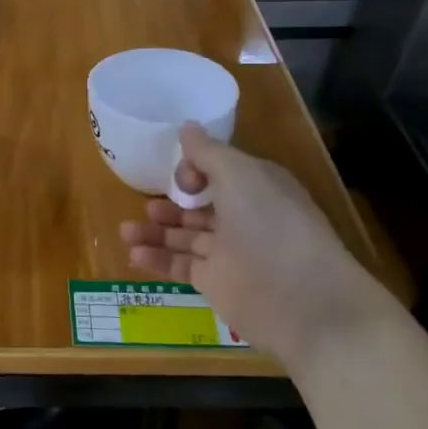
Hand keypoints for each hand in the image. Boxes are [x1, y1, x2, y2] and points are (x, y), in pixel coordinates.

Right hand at [120, 123, 374, 363]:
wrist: (302, 301)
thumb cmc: (272, 225)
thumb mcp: (239, 174)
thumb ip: (207, 152)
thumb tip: (186, 126)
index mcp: (257, 188)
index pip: (220, 172)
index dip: (195, 170)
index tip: (182, 177)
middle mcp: (244, 218)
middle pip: (199, 206)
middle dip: (171, 203)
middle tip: (146, 205)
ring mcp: (229, 253)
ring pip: (184, 237)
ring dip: (155, 232)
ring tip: (125, 230)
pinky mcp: (215, 284)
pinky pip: (180, 266)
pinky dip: (157, 259)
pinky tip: (133, 253)